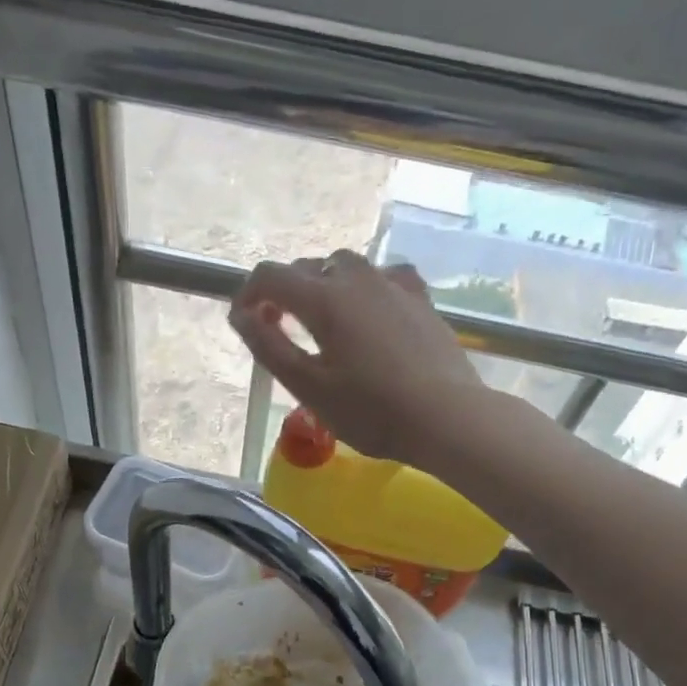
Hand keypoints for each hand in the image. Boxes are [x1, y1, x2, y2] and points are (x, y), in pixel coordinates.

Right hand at [227, 250, 486, 469]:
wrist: (446, 418)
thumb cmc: (371, 411)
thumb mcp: (309, 387)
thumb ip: (269, 347)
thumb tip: (240, 315)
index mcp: (325, 299)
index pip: (271, 276)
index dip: (248, 293)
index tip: (244, 322)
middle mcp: (357, 278)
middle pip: (308, 267)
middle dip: (284, 292)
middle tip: (278, 330)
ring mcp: (393, 285)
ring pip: (346, 267)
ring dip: (322, 286)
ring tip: (322, 323)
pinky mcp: (420, 299)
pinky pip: (383, 277)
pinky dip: (363, 288)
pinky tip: (369, 312)